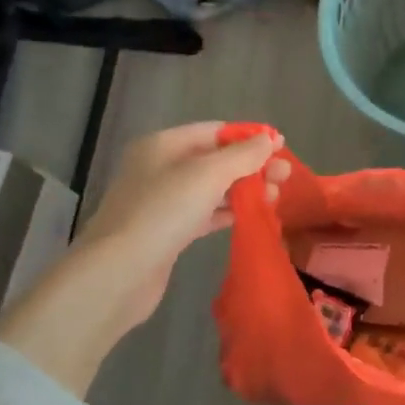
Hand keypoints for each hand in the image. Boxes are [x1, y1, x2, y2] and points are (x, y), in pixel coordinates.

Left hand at [0, 123, 286, 395]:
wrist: (119, 273)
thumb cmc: (162, 213)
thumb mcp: (208, 175)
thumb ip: (242, 156)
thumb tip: (271, 139)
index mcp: (163, 145)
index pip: (214, 131)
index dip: (249, 138)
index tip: (281, 148)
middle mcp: (160, 168)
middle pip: (215, 159)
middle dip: (251, 166)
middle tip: (286, 177)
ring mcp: (162, 202)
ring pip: (212, 188)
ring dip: (245, 190)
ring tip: (276, 198)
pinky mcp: (168, 232)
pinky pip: (205, 214)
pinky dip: (229, 212)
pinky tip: (253, 217)